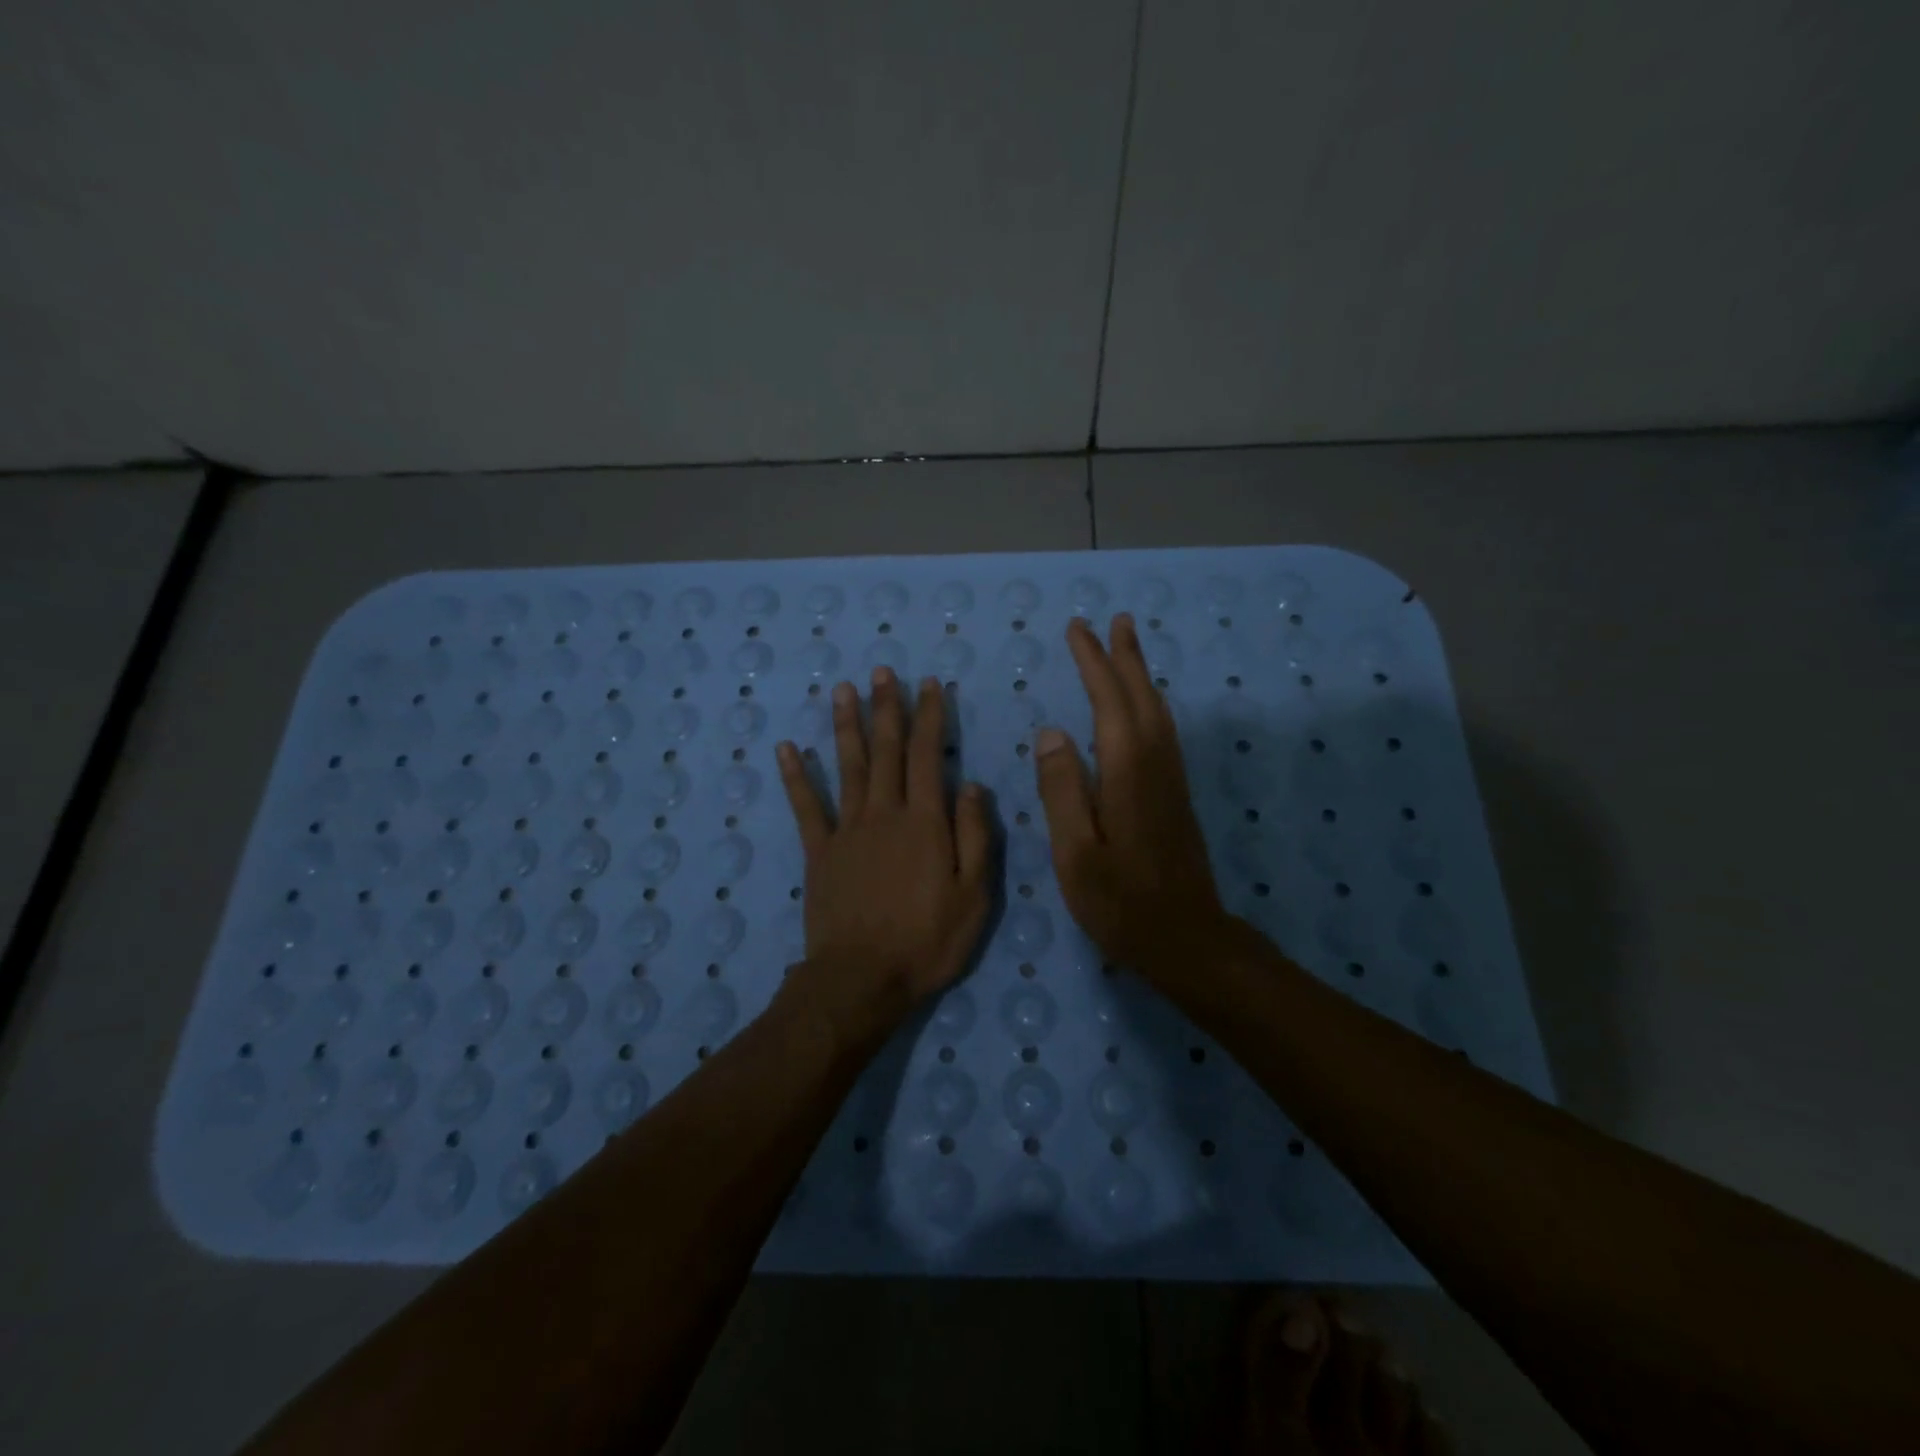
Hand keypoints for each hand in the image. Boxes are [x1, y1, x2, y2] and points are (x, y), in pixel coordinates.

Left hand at [775, 667, 992, 1048]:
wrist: (861, 979)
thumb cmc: (927, 941)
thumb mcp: (973, 896)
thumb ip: (976, 837)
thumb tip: (974, 786)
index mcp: (924, 822)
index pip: (929, 756)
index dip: (930, 717)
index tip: (929, 684)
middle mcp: (883, 813)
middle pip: (887, 751)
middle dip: (887, 707)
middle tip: (883, 671)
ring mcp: (846, 830)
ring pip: (848, 767)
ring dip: (846, 726)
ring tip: (843, 689)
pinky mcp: (819, 852)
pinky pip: (806, 807)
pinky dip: (796, 776)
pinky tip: (787, 748)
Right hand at [1034, 615, 1230, 982]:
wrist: (1189, 940)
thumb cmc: (1122, 903)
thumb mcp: (1076, 854)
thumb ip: (1062, 791)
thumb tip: (1051, 733)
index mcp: (1127, 773)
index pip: (1110, 702)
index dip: (1094, 663)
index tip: (1078, 630)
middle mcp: (1155, 765)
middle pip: (1141, 697)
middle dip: (1124, 657)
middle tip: (1113, 620)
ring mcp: (1171, 780)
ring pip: (1157, 712)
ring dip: (1141, 675)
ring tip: (1129, 647)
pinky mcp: (1176, 796)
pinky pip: (1162, 731)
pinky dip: (1149, 704)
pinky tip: (1142, 708)